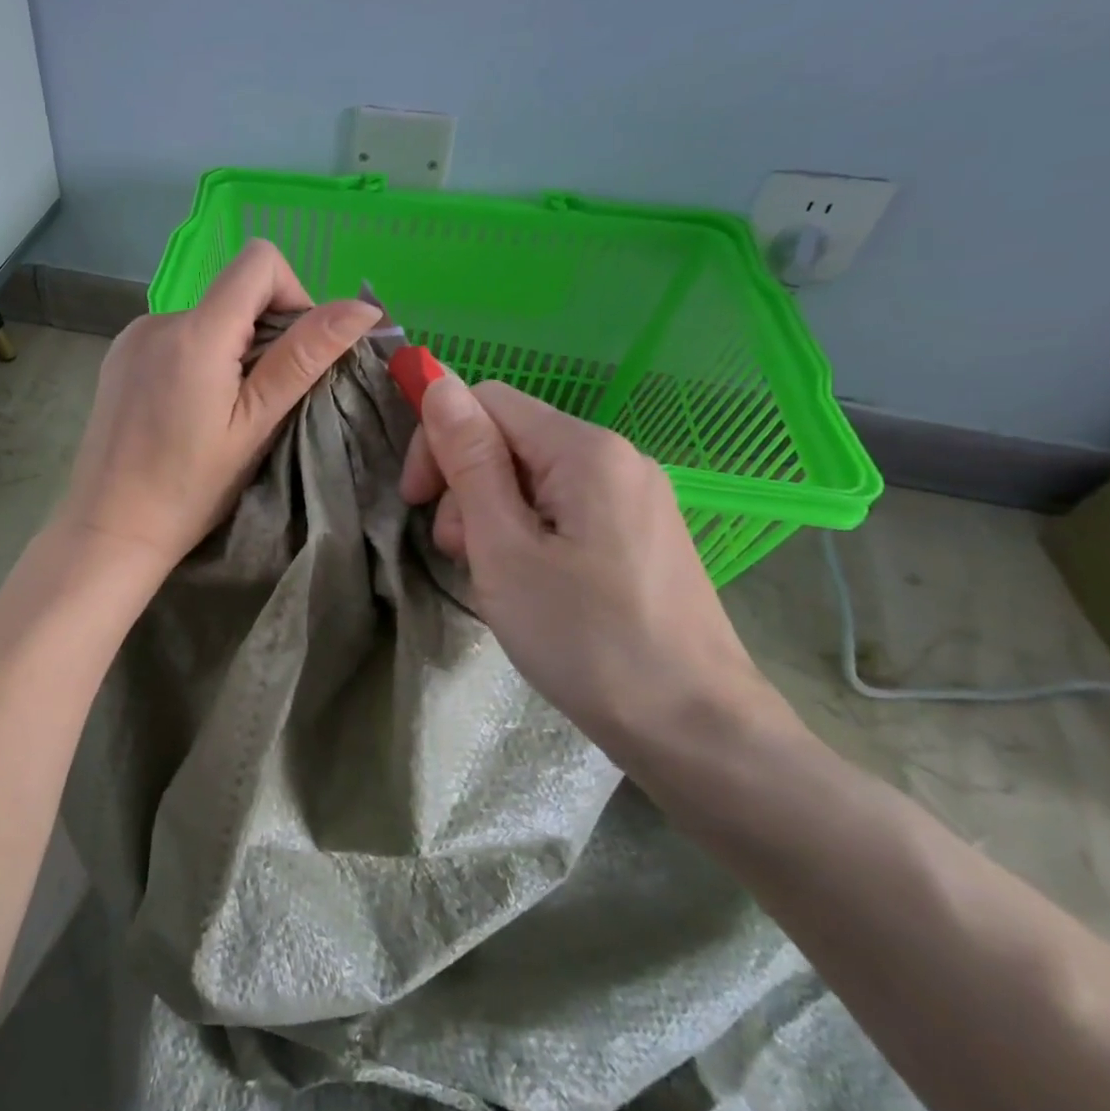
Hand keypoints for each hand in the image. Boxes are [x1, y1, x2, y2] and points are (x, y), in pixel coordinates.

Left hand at [57, 240, 380, 573]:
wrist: (110, 528)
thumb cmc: (190, 487)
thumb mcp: (256, 424)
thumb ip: (304, 357)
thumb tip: (362, 307)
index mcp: (196, 331)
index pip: (260, 260)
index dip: (294, 294)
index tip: (295, 354)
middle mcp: (159, 319)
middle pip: (234, 291)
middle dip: (264, 333)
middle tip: (262, 401)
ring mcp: (132, 337)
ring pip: (206, 318)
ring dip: (230, 350)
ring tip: (222, 413)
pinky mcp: (118, 358)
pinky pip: (175, 337)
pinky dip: (198, 360)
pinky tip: (188, 411)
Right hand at [400, 375, 790, 751]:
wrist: (693, 729)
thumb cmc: (584, 638)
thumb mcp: (504, 548)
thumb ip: (469, 460)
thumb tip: (438, 381)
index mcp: (585, 449)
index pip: (486, 401)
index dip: (438, 441)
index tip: (416, 503)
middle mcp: (617, 456)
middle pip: (510, 438)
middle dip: (466, 486)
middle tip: (459, 553)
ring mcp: (635, 495)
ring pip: (532, 477)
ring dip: (493, 516)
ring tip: (495, 578)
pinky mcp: (640, 531)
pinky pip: (563, 508)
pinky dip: (528, 535)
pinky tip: (530, 583)